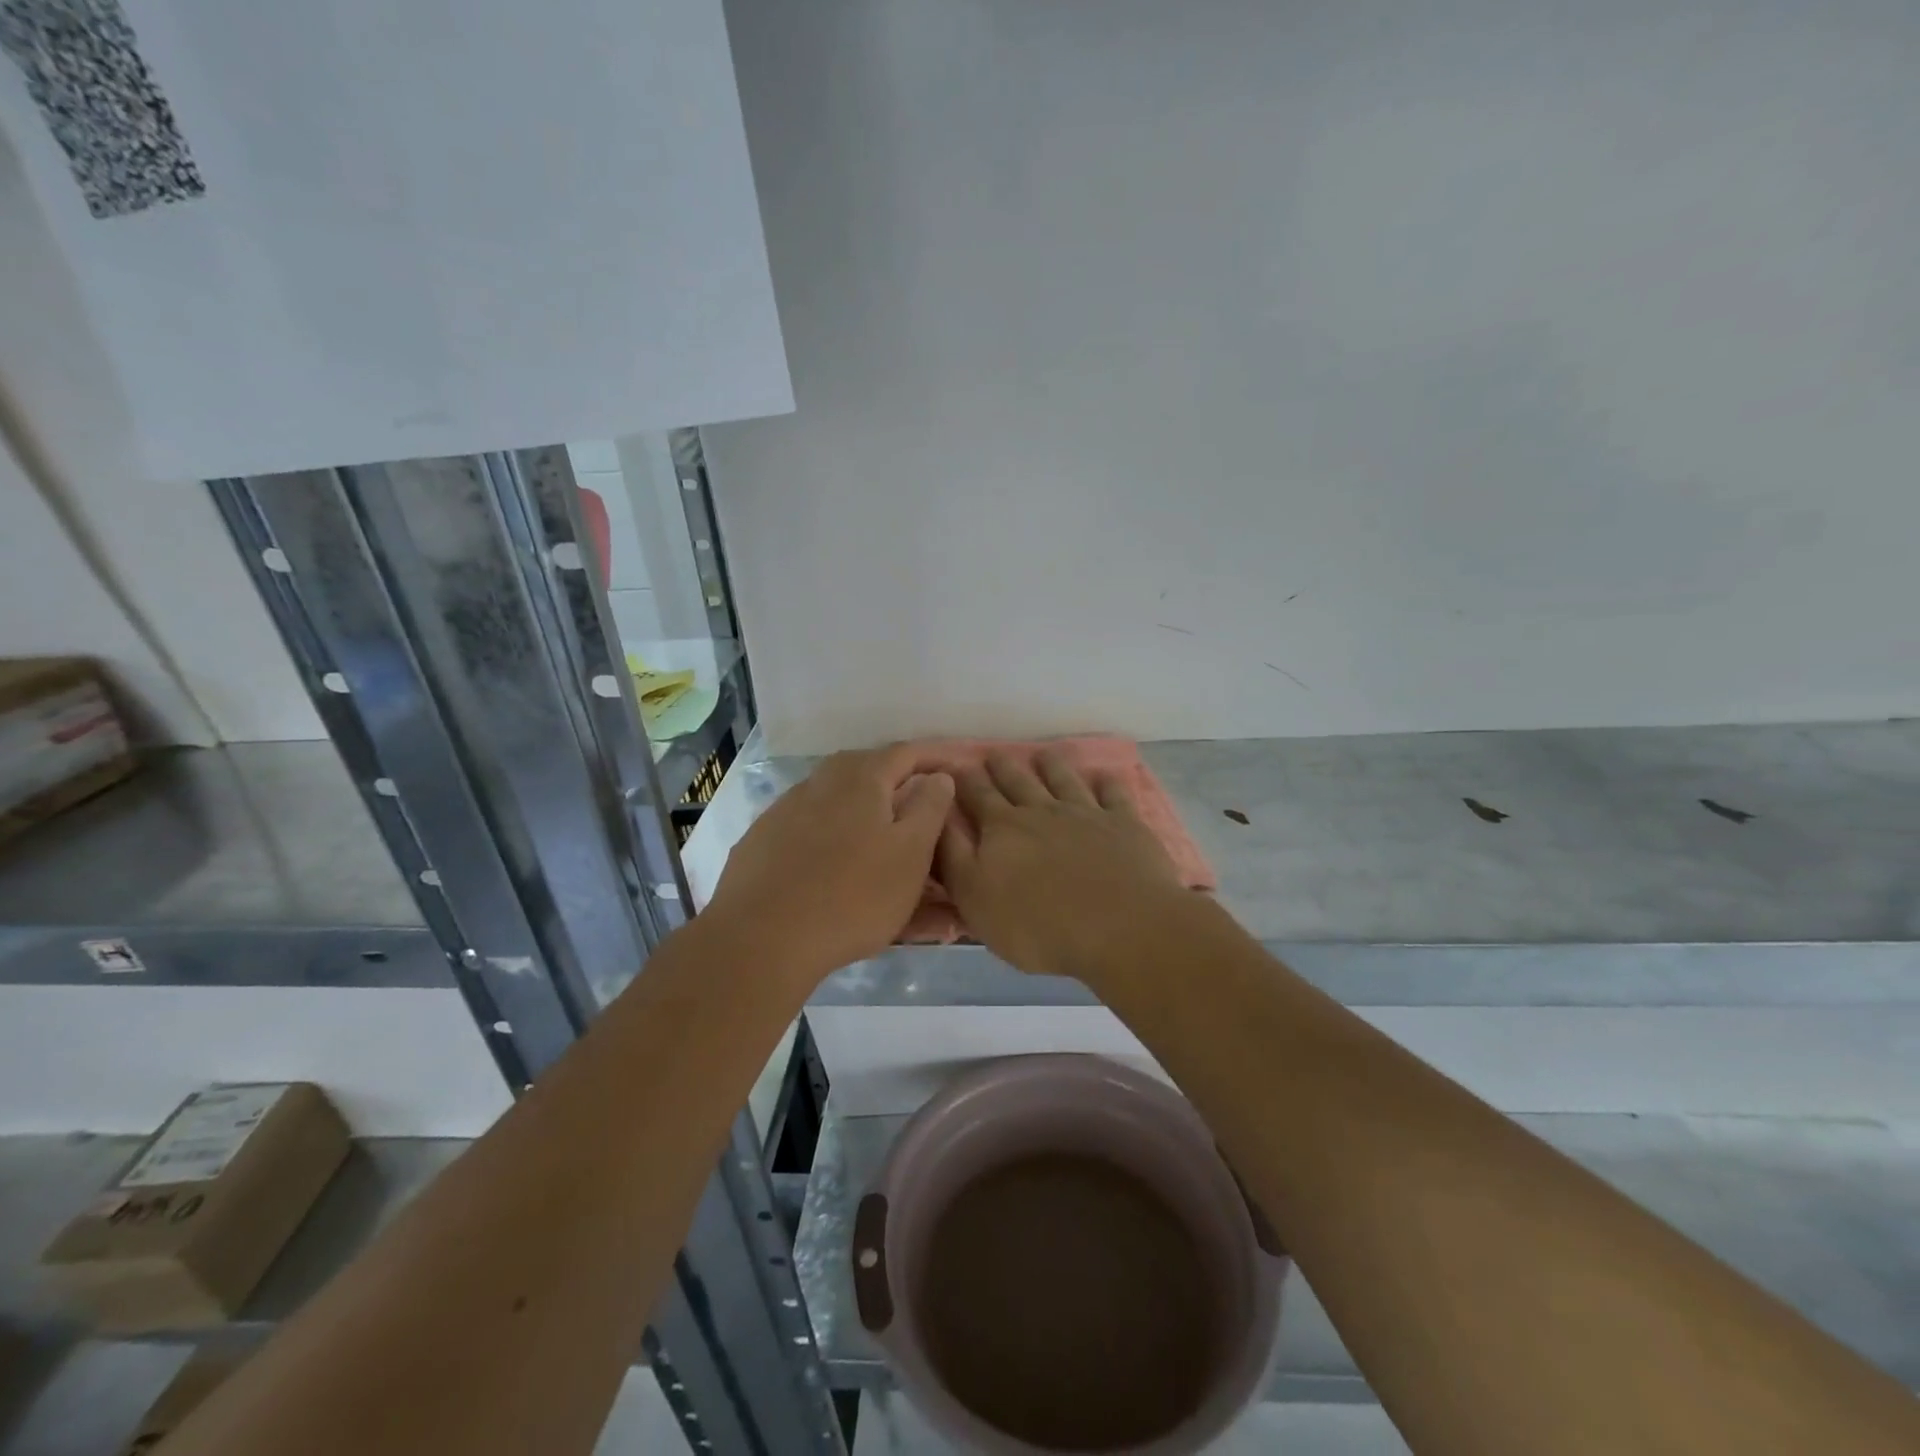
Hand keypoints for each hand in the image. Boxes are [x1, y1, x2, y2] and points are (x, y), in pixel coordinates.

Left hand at [705, 745, 954, 979]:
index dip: (940, 757)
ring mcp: (786, 811)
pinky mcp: (765, 843)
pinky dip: (838, 843)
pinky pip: (815, 834)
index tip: (966, 764)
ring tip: (888, 846)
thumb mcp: (911, 852)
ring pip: (842, 807)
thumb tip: (937, 776)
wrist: (761, 940)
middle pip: (871, 775)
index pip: (909, 752)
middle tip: (927, 807)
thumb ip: (930, 807)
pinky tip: (841, 868)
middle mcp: (820, 782)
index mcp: (861, 777)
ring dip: (870, 819)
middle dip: (903, 786)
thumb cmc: (853, 894)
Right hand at [937, 751, 1190, 981]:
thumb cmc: (1038, 925)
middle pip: (1018, 781)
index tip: (954, 765)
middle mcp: (1042, 811)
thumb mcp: (975, 899)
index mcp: (1002, 829)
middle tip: (993, 753)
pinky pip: (1114, 795)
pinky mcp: (1125, 824)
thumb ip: (953, 857)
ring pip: (1064, 779)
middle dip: (1002, 767)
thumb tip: (937, 817)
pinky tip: (1104, 776)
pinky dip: (1107, 783)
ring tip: (1042, 754)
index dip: (963, 780)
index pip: (977, 796)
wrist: (1120, 928)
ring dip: (1051, 765)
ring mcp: (1086, 813)